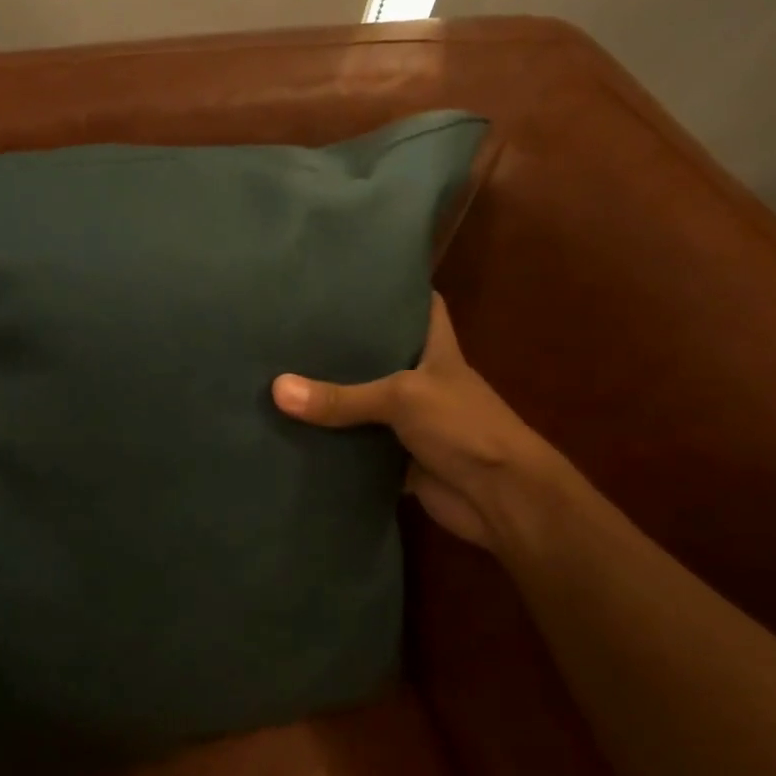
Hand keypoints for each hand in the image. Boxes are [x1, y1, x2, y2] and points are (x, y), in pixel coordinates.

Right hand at [272, 294, 546, 548]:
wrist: (499, 498)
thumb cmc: (464, 427)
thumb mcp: (402, 398)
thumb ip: (341, 397)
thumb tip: (276, 389)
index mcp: (436, 351)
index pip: (421, 306)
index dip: (395, 289)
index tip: (354, 276)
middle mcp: (421, 381)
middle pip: (380, 356)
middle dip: (345, 345)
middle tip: (295, 326)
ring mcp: (409, 422)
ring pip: (364, 404)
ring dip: (333, 399)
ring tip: (282, 371)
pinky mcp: (396, 458)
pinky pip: (357, 447)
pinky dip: (332, 444)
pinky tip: (294, 430)